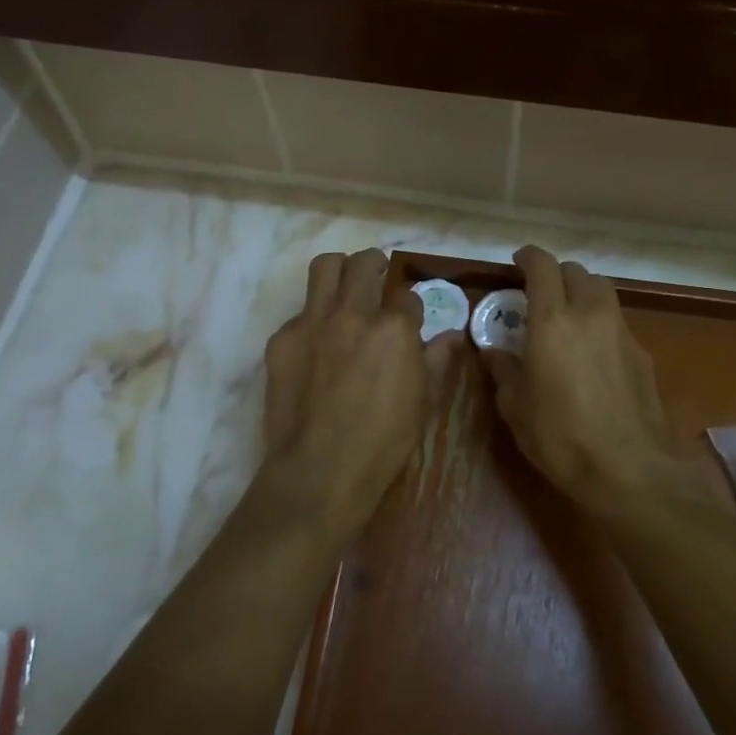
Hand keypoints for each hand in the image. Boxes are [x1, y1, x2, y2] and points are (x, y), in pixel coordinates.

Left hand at [261, 249, 443, 535]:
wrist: (320, 470)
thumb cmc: (383, 441)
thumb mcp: (423, 402)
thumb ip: (437, 361)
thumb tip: (453, 336)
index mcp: (394, 329)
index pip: (407, 296)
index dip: (410, 306)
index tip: (409, 318)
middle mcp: (353, 314)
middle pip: (363, 264)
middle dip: (374, 264)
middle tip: (376, 276)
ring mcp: (313, 323)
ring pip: (324, 268)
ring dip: (339, 270)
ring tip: (344, 286)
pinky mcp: (282, 339)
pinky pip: (299, 312)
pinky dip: (312, 320)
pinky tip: (316, 346)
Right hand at [479, 246, 700, 520]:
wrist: (629, 468)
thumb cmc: (560, 436)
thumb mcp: (515, 407)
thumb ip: (503, 370)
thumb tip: (494, 352)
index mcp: (553, 319)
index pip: (542, 267)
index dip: (529, 257)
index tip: (518, 262)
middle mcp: (590, 314)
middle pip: (577, 272)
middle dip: (557, 276)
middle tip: (541, 295)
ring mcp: (622, 332)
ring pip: (603, 292)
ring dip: (583, 294)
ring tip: (569, 318)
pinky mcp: (643, 354)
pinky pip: (618, 323)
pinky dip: (602, 324)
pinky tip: (594, 354)